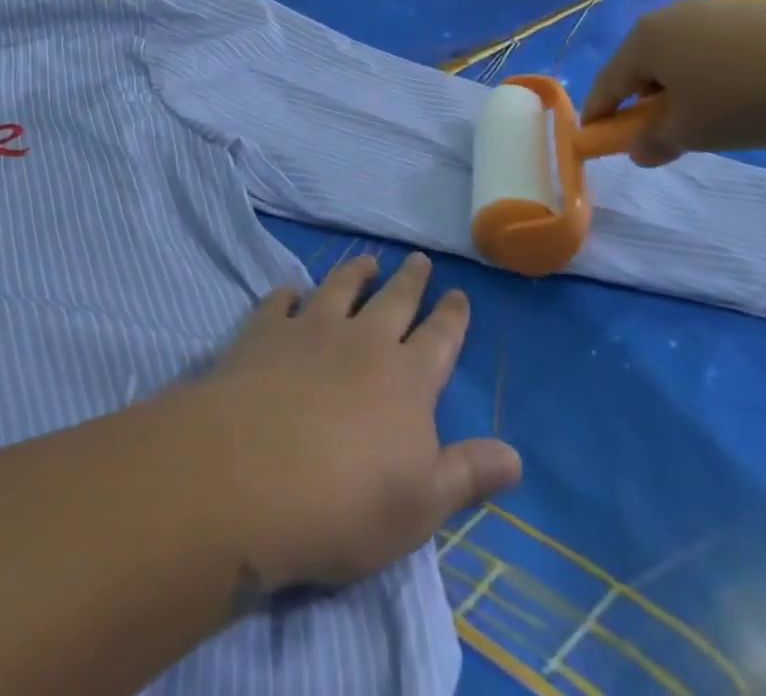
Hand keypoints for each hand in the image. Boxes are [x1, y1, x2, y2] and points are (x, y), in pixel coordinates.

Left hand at [197, 253, 519, 593]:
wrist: (250, 476)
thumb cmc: (345, 503)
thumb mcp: (420, 506)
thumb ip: (467, 475)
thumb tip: (516, 456)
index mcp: (407, 379)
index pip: (439, 339)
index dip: (452, 316)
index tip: (459, 294)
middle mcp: (364, 341)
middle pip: (395, 300)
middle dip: (411, 280)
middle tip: (420, 259)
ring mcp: (311, 329)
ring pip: (340, 288)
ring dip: (355, 272)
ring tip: (366, 259)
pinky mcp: (265, 333)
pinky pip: (280, 302)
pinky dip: (288, 293)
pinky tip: (290, 290)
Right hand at [582, 0, 765, 165]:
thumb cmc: (742, 97)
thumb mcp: (693, 132)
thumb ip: (656, 143)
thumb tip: (637, 152)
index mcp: (643, 41)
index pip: (607, 83)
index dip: (599, 115)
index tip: (594, 139)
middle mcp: (666, 18)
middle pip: (640, 66)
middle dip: (641, 101)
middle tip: (656, 133)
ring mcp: (705, 11)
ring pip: (676, 57)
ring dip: (676, 88)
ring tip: (702, 117)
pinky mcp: (742, 14)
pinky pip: (707, 49)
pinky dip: (707, 74)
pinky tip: (735, 94)